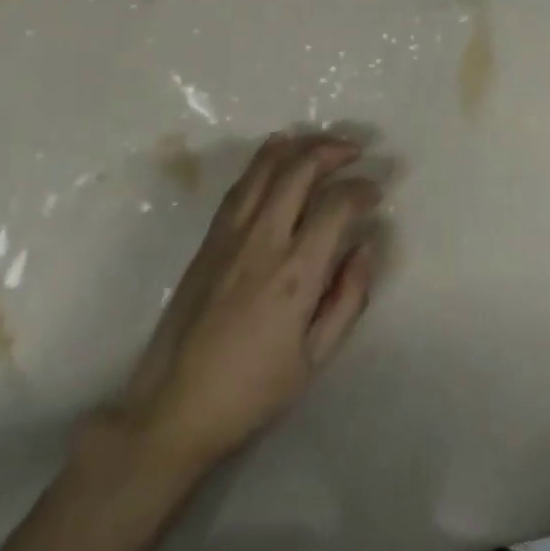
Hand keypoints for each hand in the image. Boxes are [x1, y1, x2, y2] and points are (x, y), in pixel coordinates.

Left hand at [89, 132, 382, 474]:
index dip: (362, 189)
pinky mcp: (209, 238)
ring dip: (299, 145)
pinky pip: (241, 184)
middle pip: (300, 169)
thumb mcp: (315, 358)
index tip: (375, 192)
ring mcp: (230, 234)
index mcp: (295, 273)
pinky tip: (279, 158)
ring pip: (266, 166)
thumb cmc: (252, 390)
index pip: (336, 204)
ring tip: (322, 144)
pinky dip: (265, 161)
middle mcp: (263, 240)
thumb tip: (367, 246)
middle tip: (355, 152)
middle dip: (333, 150)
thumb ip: (348, 297)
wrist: (174, 406)